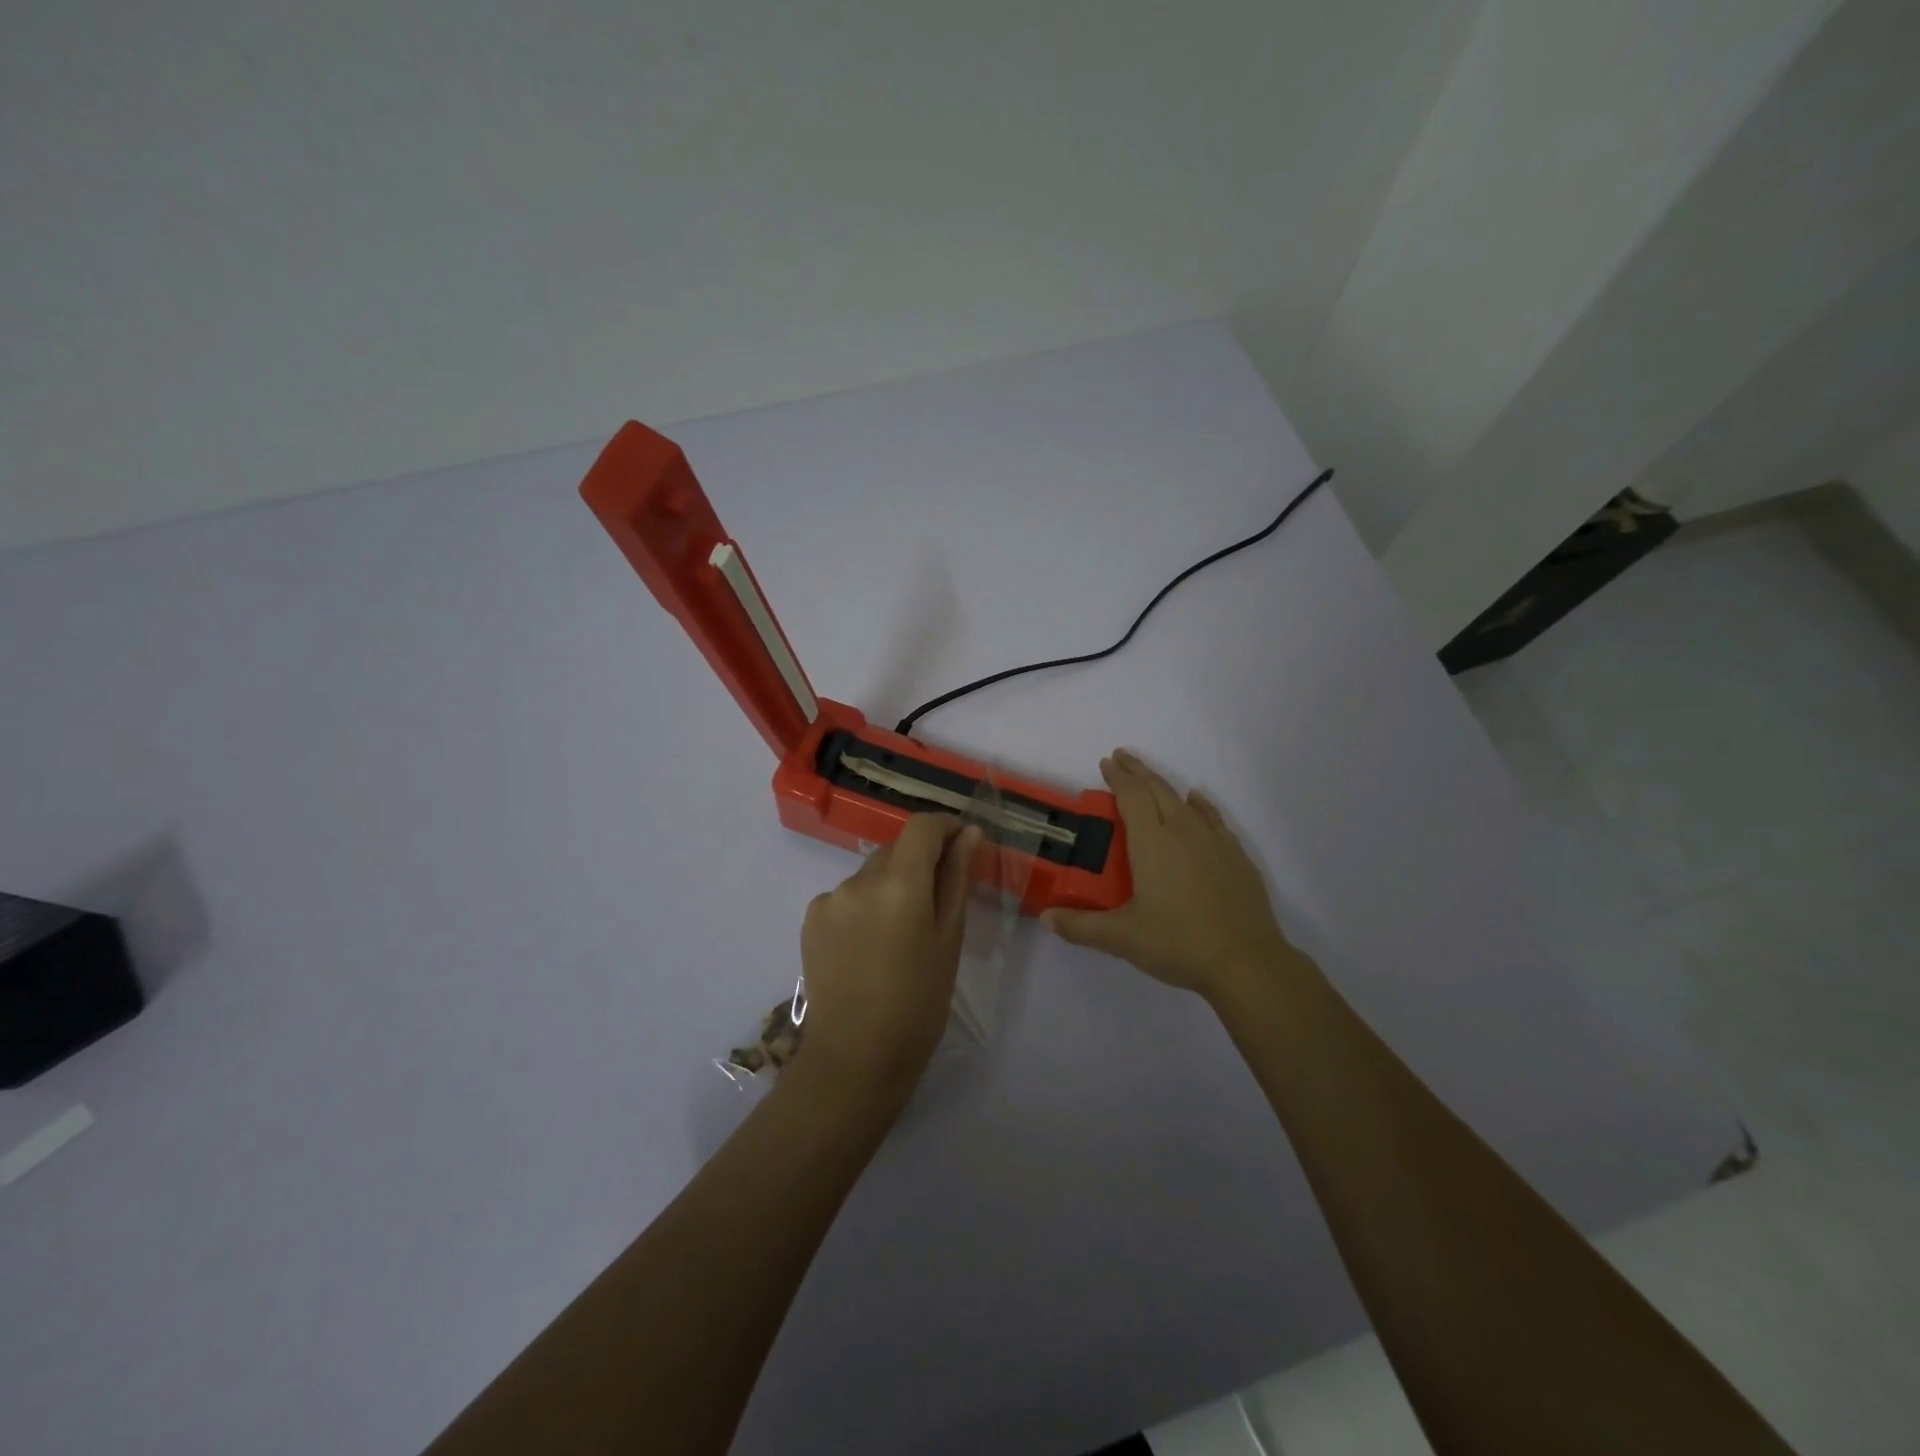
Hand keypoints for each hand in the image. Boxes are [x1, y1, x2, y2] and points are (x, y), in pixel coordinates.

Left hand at [797, 814, 981, 1096]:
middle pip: (896, 849)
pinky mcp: (810, 919)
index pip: (922, 826)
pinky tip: (870, 946)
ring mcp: (829, 899)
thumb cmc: (918, 1004)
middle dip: (920, 862)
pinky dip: (864, 906)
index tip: (961, 845)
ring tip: (901, 935)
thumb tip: (969, 833)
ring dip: (891, 886)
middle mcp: (858, 880)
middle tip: (938, 903)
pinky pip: (847, 896)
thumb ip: (957, 879)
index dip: (944, 827)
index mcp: (899, 884)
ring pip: (871, 874)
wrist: (854, 1059)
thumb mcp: (949, 940)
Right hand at [1043, 749, 1299, 1004]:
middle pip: (1158, 789)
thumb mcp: (1123, 938)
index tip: (1106, 762)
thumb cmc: (1178, 943)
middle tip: (1121, 759)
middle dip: (1138, 771)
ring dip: (1164, 785)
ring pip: (1184, 800)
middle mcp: (1183, 831)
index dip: (1118, 777)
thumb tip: (1046, 918)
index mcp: (1152, 842)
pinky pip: (1212, 818)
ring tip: (1151, 781)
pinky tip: (1197, 804)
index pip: (1132, 796)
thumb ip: (1081, 927)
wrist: (1246, 962)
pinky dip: (1199, 805)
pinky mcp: (1236, 856)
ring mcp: (1214, 841)